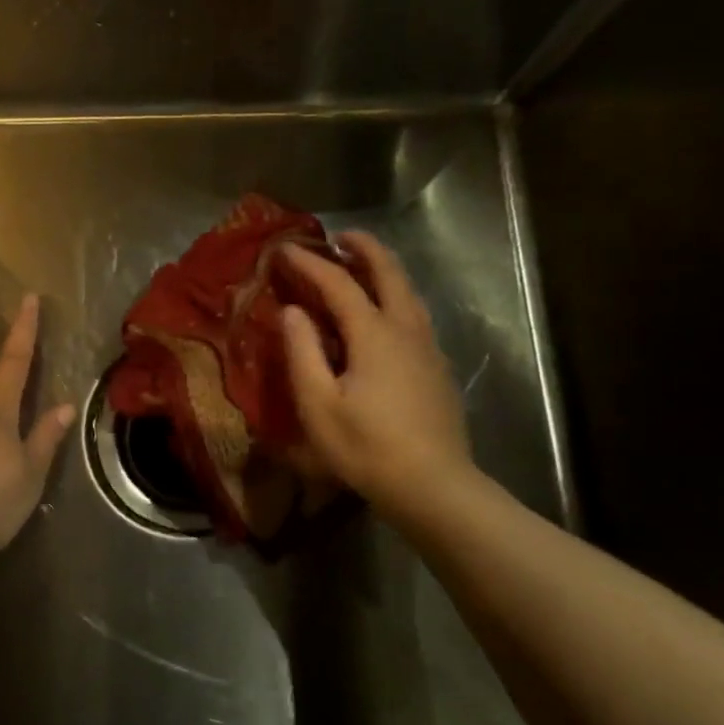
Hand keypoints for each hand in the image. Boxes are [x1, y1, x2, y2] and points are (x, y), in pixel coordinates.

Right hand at [280, 233, 478, 521]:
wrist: (435, 488)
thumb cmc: (368, 448)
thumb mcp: (319, 404)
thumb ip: (302, 352)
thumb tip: (293, 312)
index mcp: (374, 334)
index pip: (338, 283)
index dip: (310, 263)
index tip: (285, 249)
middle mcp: (406, 329)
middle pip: (388, 272)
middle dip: (364, 248)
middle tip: (340, 236)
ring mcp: (428, 348)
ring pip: (408, 292)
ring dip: (384, 270)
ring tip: (361, 265)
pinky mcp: (438, 368)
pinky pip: (414, 314)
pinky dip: (394, 296)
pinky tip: (383, 315)